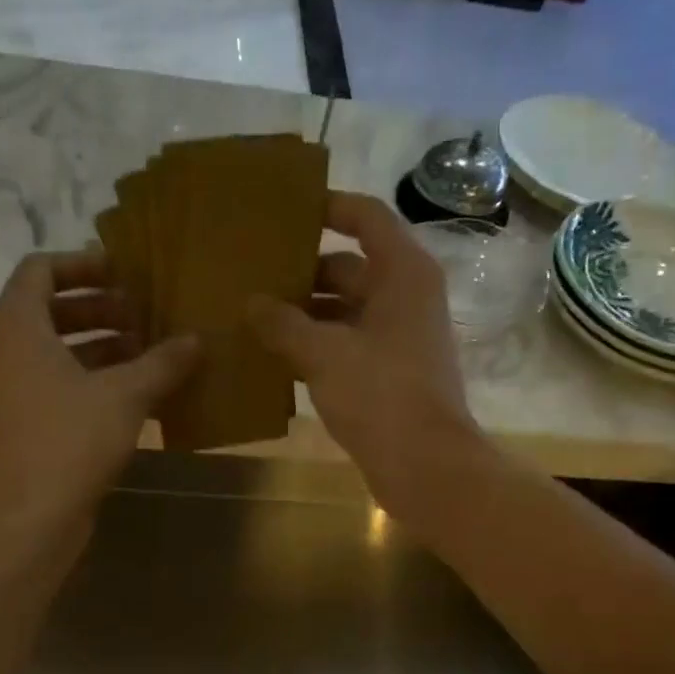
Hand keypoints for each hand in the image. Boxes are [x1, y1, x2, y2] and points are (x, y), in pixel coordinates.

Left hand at [0, 250, 197, 540]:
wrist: (27, 519)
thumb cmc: (69, 442)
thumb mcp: (124, 396)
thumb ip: (162, 362)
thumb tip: (197, 340)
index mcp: (18, 327)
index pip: (41, 269)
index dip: (83, 265)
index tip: (124, 273)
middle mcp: (7, 353)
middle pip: (51, 311)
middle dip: (100, 310)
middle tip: (145, 315)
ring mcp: (13, 393)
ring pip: (57, 354)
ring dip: (102, 349)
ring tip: (149, 354)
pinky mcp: (25, 427)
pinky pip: (60, 389)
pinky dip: (94, 384)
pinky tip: (138, 399)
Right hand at [248, 192, 480, 519]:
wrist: (424, 465)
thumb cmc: (380, 395)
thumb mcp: (324, 354)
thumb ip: (283, 324)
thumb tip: (250, 303)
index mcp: (402, 274)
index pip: (366, 218)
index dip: (329, 208)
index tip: (285, 212)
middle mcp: (405, 297)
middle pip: (349, 268)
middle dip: (302, 273)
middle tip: (251, 275)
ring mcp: (398, 338)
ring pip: (344, 312)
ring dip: (304, 315)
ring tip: (252, 317)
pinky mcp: (388, 374)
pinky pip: (346, 346)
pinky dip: (316, 347)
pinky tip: (275, 358)